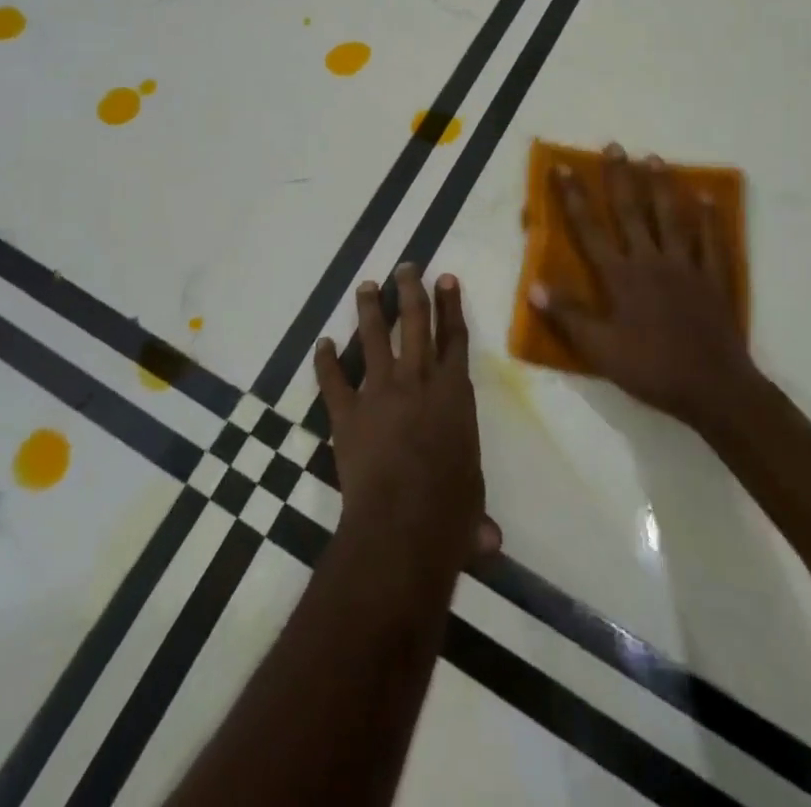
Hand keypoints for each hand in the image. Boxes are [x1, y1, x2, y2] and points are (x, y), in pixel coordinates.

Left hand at [315, 265, 501, 585]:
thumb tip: (489, 542)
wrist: (402, 524)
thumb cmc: (449, 512)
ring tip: (366, 286)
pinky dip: (325, 361)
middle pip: (414, 322)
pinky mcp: (347, 413)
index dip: (450, 306)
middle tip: (405, 267)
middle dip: (410, 290)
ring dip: (369, 309)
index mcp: (453, 393)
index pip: (454, 338)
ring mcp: (379, 392)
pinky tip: (321, 344)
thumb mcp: (470, 506)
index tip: (445, 278)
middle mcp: (417, 380)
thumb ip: (476, 513)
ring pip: (372, 338)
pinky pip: (333, 380)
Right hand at [529, 144, 755, 438]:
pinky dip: (710, 218)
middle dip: (620, 178)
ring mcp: (686, 266)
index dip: (574, 198)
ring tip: (653, 158)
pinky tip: (708, 198)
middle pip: (632, 211)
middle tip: (614, 147)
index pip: (590, 229)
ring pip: (672, 217)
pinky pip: (712, 241)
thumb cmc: (651, 368)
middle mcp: (651, 260)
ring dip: (661, 186)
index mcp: (620, 276)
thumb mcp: (599, 350)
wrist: (713, 388)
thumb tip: (533, 286)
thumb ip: (567, 316)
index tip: (564, 168)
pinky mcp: (714, 278)